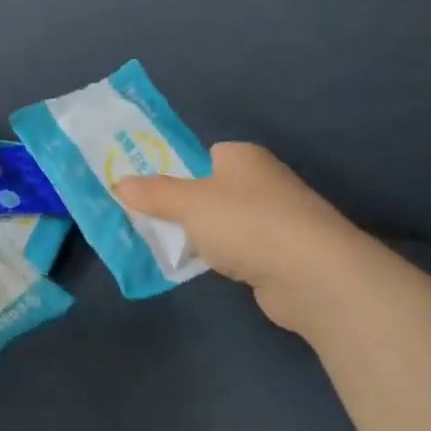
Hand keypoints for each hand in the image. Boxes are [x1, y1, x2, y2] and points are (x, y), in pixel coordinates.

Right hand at [113, 143, 370, 333]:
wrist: (311, 274)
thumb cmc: (246, 223)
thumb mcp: (188, 203)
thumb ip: (153, 194)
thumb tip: (120, 183)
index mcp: (243, 157)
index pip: (204, 156)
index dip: (176, 170)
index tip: (147, 191)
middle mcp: (262, 182)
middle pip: (211, 190)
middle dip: (182, 206)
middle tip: (147, 221)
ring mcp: (274, 220)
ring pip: (223, 223)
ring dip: (200, 235)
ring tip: (166, 247)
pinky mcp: (279, 255)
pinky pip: (237, 250)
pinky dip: (220, 258)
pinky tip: (202, 269)